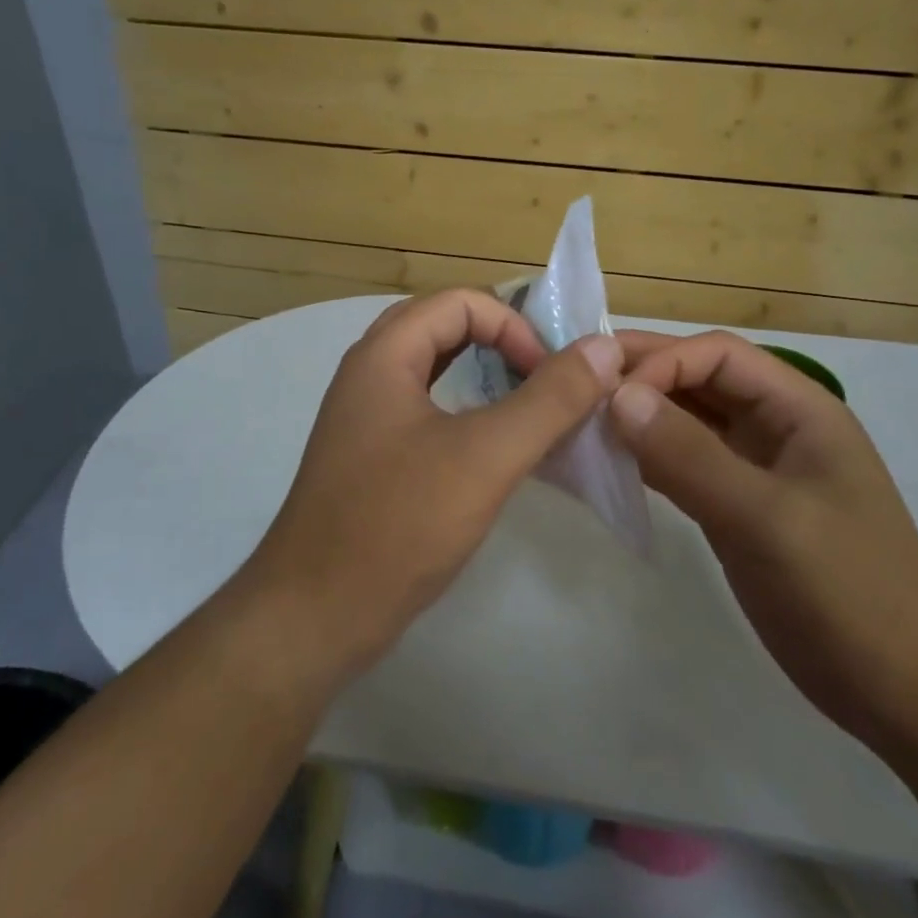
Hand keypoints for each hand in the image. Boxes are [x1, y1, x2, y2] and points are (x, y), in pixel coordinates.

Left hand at [242, 290, 621, 677]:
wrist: (315, 615)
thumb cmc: (399, 524)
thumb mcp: (486, 456)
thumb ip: (549, 399)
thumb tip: (602, 348)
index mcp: (383, 356)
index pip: (459, 302)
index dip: (514, 326)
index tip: (551, 375)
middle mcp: (368, 374)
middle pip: (442, 327)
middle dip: (500, 342)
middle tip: (544, 377)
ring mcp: (365, 418)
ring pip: (433, 370)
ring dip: (483, 374)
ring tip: (529, 405)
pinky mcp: (371, 457)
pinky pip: (425, 410)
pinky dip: (465, 410)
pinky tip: (493, 446)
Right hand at [608, 330, 917, 753]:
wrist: (906, 690)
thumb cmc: (851, 591)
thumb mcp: (767, 518)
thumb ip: (690, 455)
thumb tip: (616, 395)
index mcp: (798, 408)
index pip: (718, 354)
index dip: (662, 361)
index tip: (607, 393)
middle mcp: (773, 427)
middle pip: (698, 381)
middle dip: (640, 378)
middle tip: (572, 383)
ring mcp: (753, 470)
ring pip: (685, 423)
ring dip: (637, 418)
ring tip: (578, 421)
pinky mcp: (735, 510)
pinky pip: (682, 466)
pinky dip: (645, 459)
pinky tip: (606, 464)